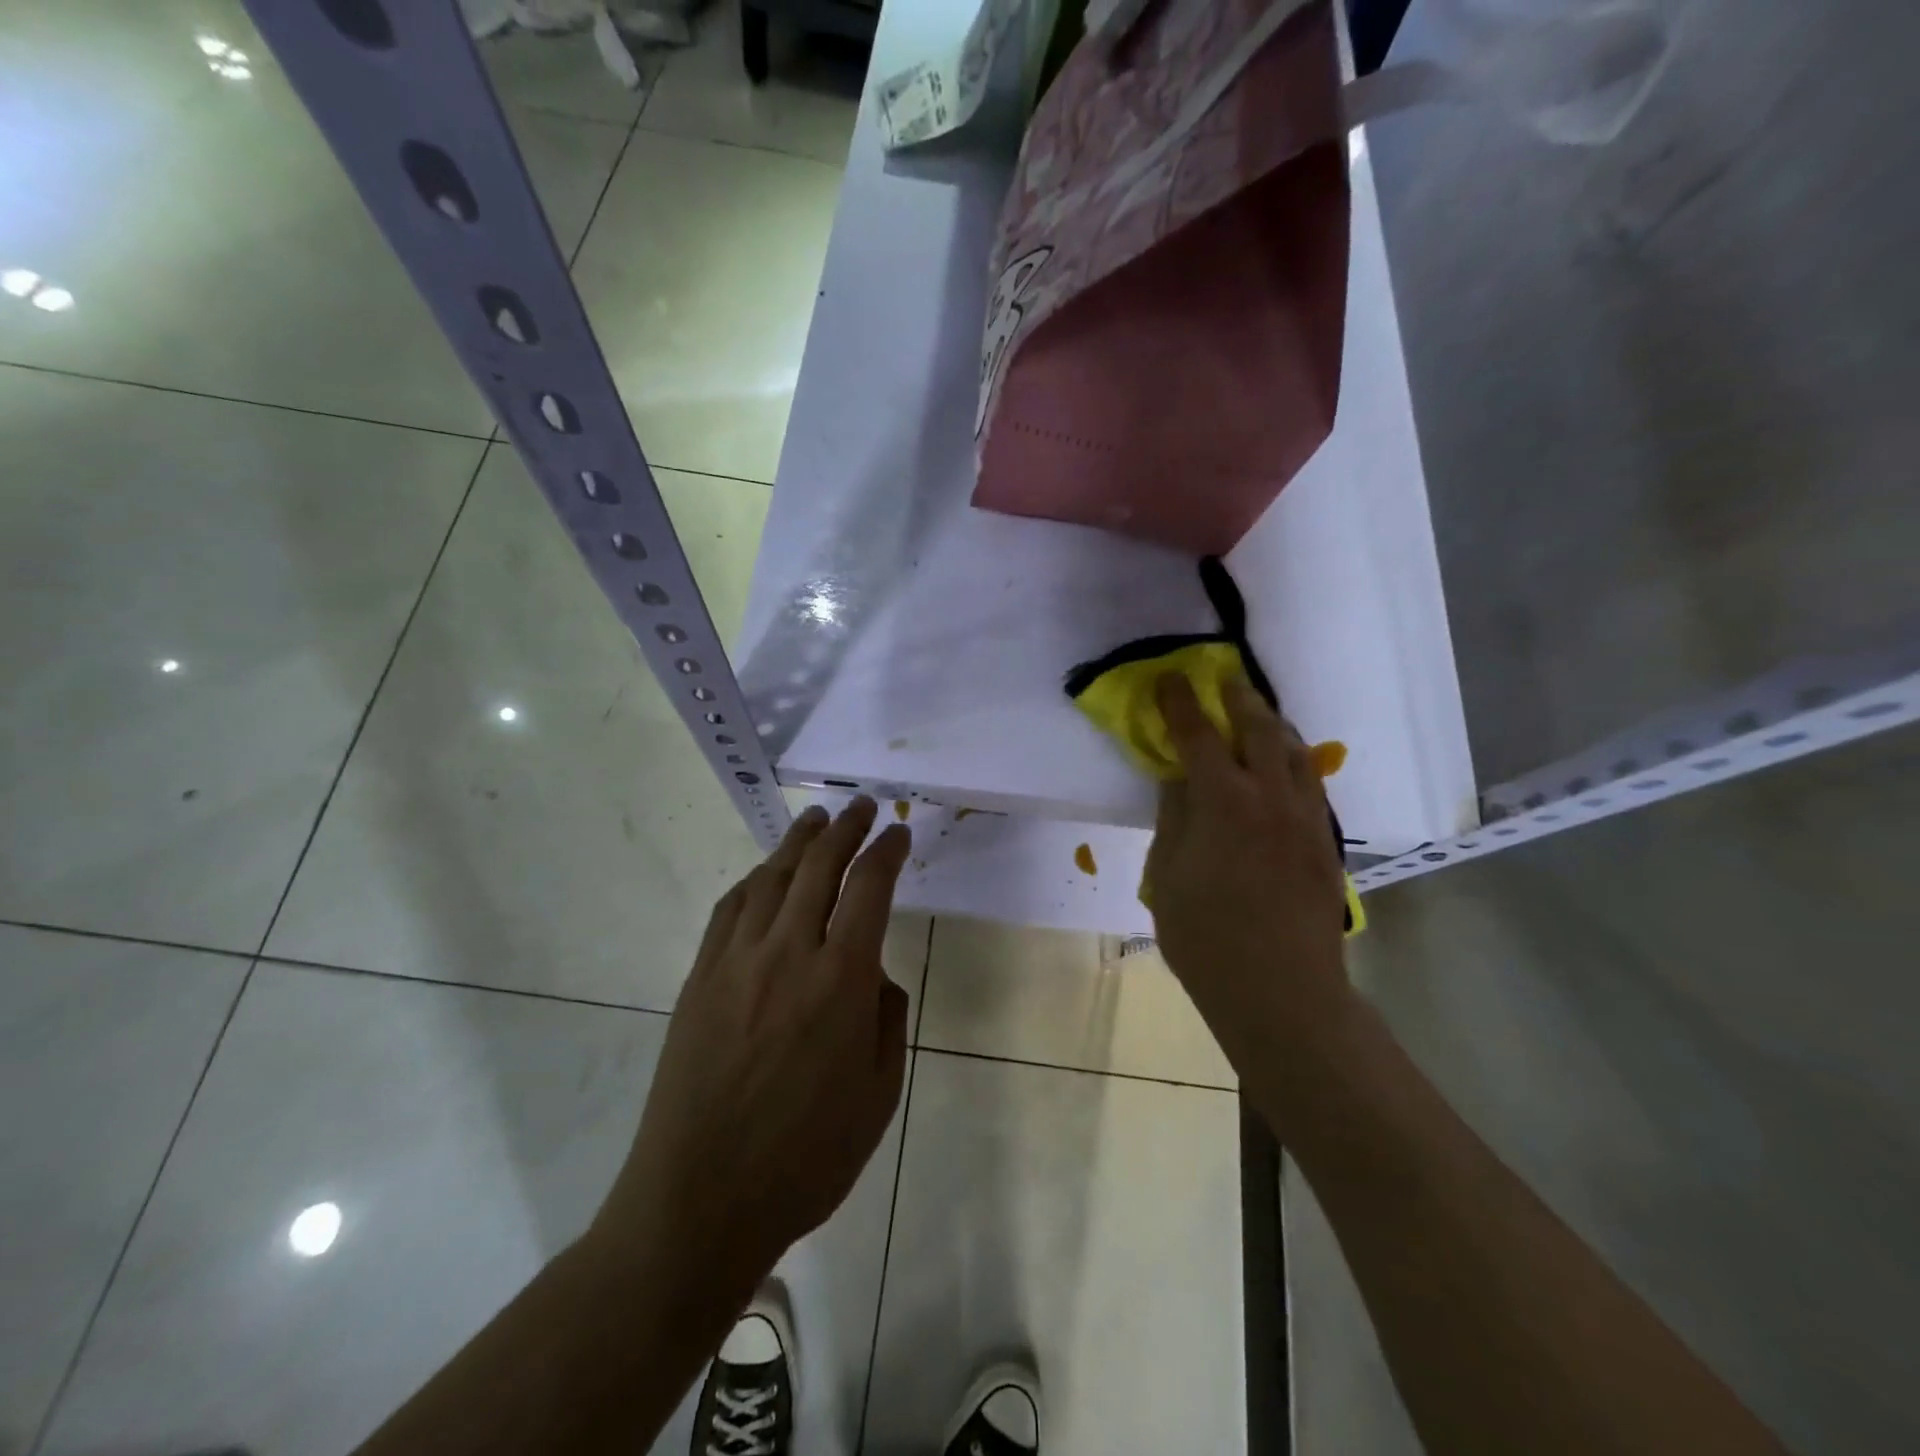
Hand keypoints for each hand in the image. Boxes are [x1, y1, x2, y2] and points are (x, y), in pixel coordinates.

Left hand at [592, 797, 911, 1285]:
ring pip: (773, 877)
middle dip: (847, 828)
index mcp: (841, 980)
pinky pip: (730, 908)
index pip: (870, 888)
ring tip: (817, 820)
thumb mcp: (879, 1095)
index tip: (900, 833)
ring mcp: (736, 961)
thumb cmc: (806, 1158)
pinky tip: (765, 873)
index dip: (888, 851)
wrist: (701, 1200)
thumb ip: (887, 1019)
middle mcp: (788, 953)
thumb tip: (872, 974)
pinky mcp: (700, 977)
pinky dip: (755, 879)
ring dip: (799, 841)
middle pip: (820, 866)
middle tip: (864, 807)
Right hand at [1145, 674, 1350, 1066]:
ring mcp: (1305, 818)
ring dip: (1272, 725)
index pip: (1199, 735)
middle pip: (1259, 728)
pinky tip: (1282, 767)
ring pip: (1295, 752)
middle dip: (1237, 699)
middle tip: (1222, 681)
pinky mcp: (1324, 842)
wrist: (1281, 991)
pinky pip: (1309, 783)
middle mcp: (1271, 797)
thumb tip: (1178, 778)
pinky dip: (1293, 760)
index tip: (1170, 679)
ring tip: (1256, 715)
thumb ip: (1174, 817)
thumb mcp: (1168, 875)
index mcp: (1224, 802)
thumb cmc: (1206, 937)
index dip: (1181, 703)